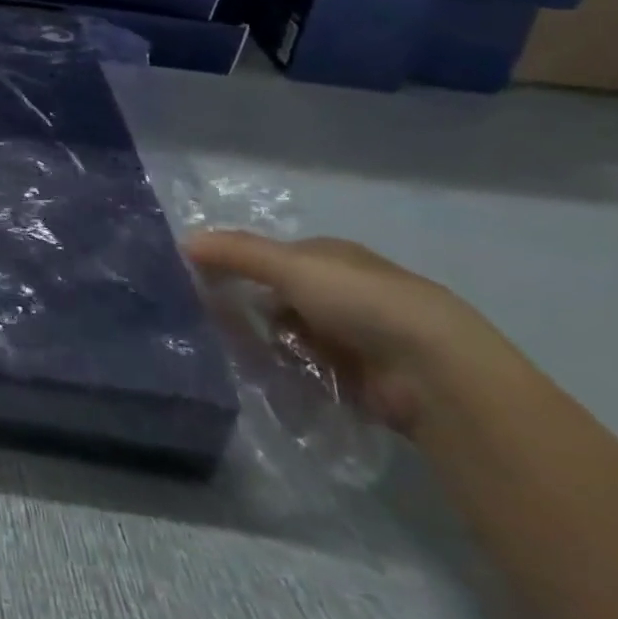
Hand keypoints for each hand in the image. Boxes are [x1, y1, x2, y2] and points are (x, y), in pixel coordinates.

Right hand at [183, 232, 517, 437]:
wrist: (434, 371)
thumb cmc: (360, 301)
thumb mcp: (290, 266)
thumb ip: (236, 253)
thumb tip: (183, 241)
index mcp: (330, 256)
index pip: (271, 256)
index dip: (237, 264)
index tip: (202, 281)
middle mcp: (342, 291)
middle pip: (279, 296)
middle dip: (250, 308)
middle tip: (211, 321)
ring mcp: (354, 336)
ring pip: (290, 334)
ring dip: (267, 343)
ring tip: (234, 353)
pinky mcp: (360, 377)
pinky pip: (308, 369)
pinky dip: (289, 372)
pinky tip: (267, 377)